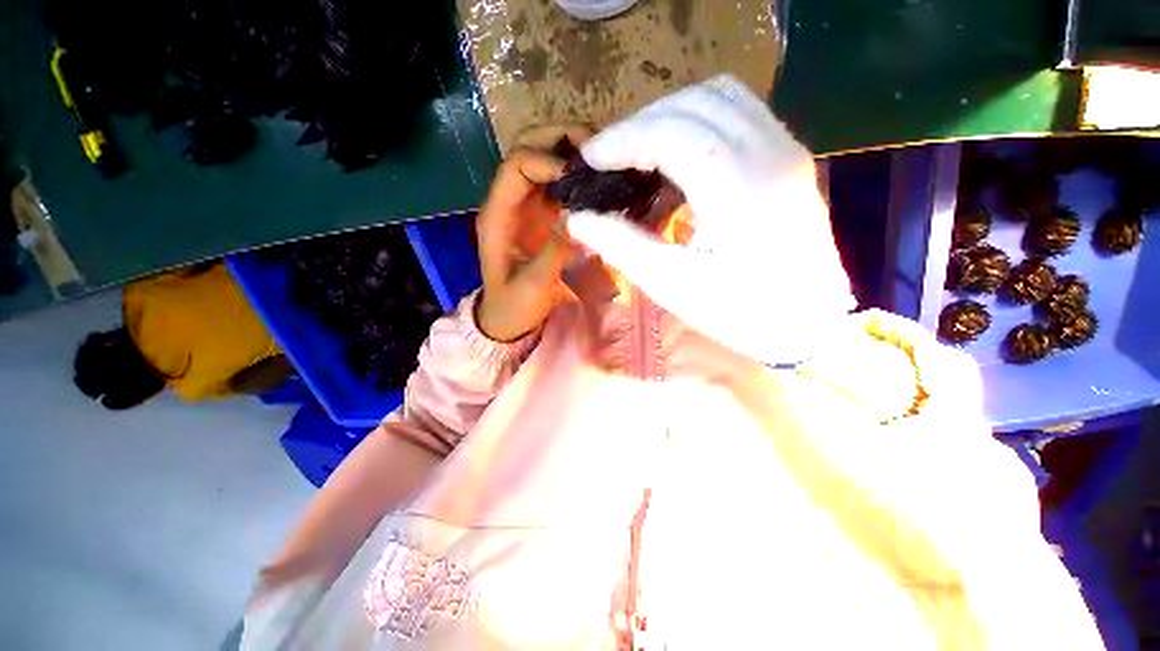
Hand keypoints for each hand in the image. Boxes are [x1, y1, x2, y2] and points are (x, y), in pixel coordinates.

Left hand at [475, 125, 592, 341]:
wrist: (507, 319)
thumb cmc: (514, 305)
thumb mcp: (533, 285)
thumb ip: (554, 250)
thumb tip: (580, 217)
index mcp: (497, 215)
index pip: (516, 165)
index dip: (548, 159)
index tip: (581, 174)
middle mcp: (509, 201)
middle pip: (528, 148)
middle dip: (562, 139)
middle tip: (601, 151)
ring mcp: (526, 206)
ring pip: (545, 160)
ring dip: (573, 154)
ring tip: (606, 162)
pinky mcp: (542, 216)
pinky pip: (559, 184)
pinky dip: (579, 176)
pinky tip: (599, 184)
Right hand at [567, 75, 855, 364]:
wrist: (807, 323)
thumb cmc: (739, 312)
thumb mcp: (671, 284)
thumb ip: (621, 245)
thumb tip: (577, 219)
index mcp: (740, 190)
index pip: (671, 134)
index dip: (623, 139)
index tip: (589, 158)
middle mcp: (770, 153)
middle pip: (694, 103)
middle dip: (640, 123)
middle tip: (610, 157)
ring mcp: (786, 149)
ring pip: (719, 96)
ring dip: (670, 114)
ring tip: (639, 149)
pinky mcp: (788, 157)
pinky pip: (738, 112)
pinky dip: (697, 120)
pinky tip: (678, 154)